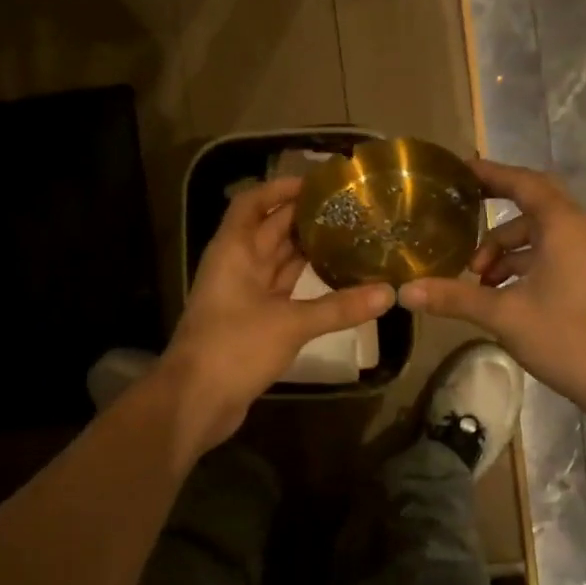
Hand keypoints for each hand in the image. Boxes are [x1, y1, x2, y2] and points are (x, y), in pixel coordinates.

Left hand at [162, 176, 393, 450]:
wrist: (196, 400)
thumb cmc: (234, 347)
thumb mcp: (290, 323)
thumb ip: (339, 307)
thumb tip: (389, 293)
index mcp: (234, 251)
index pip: (252, 203)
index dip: (280, 188)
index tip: (318, 183)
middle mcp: (237, 266)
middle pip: (270, 230)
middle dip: (304, 218)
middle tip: (349, 209)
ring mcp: (244, 295)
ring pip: (279, 262)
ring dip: (308, 250)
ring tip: (350, 236)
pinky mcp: (254, 322)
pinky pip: (284, 291)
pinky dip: (307, 284)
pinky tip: (337, 279)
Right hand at [398, 159, 585, 428]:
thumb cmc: (566, 336)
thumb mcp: (503, 315)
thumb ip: (454, 297)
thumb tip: (404, 292)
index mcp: (563, 226)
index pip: (523, 183)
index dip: (491, 173)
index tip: (459, 170)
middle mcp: (579, 231)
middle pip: (532, 204)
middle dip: (495, 208)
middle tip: (460, 212)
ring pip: (538, 236)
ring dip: (504, 250)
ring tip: (474, 278)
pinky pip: (548, 256)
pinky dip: (521, 265)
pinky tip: (496, 294)